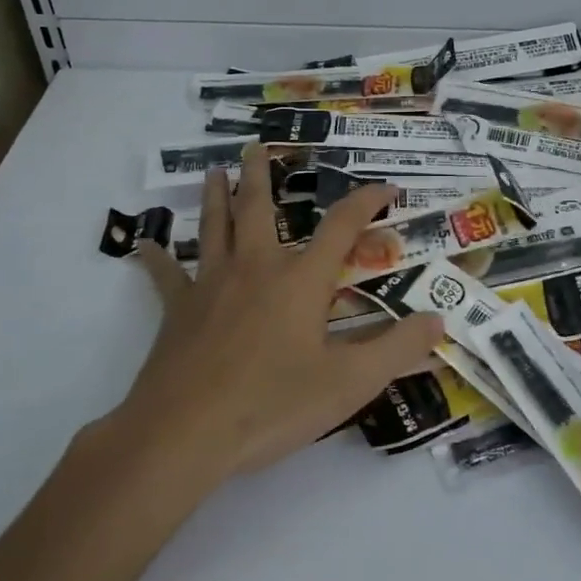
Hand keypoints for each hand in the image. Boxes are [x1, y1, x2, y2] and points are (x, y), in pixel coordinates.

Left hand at [122, 144, 444, 484]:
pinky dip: (156, 257)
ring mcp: (211, 285)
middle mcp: (256, 268)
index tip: (386, 186)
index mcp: (301, 280)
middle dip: (262, 175)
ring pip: (214, 228)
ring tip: (215, 171)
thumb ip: (397, 349)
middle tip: (258, 146)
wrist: (185, 433)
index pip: (342, 226)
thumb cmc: (272, 405)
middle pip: (259, 209)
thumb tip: (438, 319)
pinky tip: (142, 243)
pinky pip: (166, 275)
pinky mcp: (178, 310)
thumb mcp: (349, 383)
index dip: (366, 202)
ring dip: (216, 197)